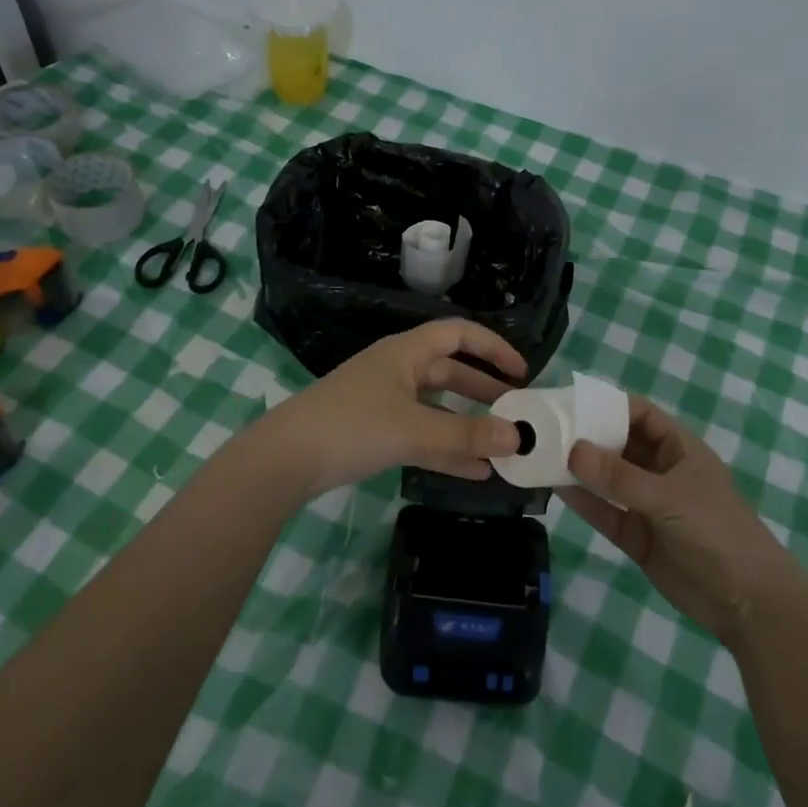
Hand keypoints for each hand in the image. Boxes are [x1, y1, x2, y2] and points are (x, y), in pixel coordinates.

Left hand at [255, 320, 527, 497]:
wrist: (285, 459)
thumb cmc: (352, 427)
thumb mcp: (414, 430)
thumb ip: (467, 436)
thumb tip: (518, 438)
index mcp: (406, 353)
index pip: (459, 334)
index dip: (493, 348)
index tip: (522, 372)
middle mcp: (397, 370)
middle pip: (451, 372)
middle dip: (485, 391)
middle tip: (517, 412)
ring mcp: (384, 402)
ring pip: (437, 408)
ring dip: (468, 425)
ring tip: (502, 447)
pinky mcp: (374, 431)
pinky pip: (421, 434)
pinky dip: (446, 448)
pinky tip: (473, 472)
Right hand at [558, 397, 794, 646]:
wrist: (748, 603)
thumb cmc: (718, 533)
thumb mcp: (670, 498)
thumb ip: (620, 478)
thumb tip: (572, 449)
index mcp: (679, 449)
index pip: (639, 414)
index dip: (608, 405)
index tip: (569, 402)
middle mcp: (660, 471)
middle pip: (618, 444)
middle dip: (586, 436)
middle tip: (544, 429)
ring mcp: (647, 505)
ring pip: (607, 479)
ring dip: (579, 468)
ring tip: (541, 455)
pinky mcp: (636, 536)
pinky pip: (605, 512)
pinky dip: (583, 500)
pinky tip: (555, 488)